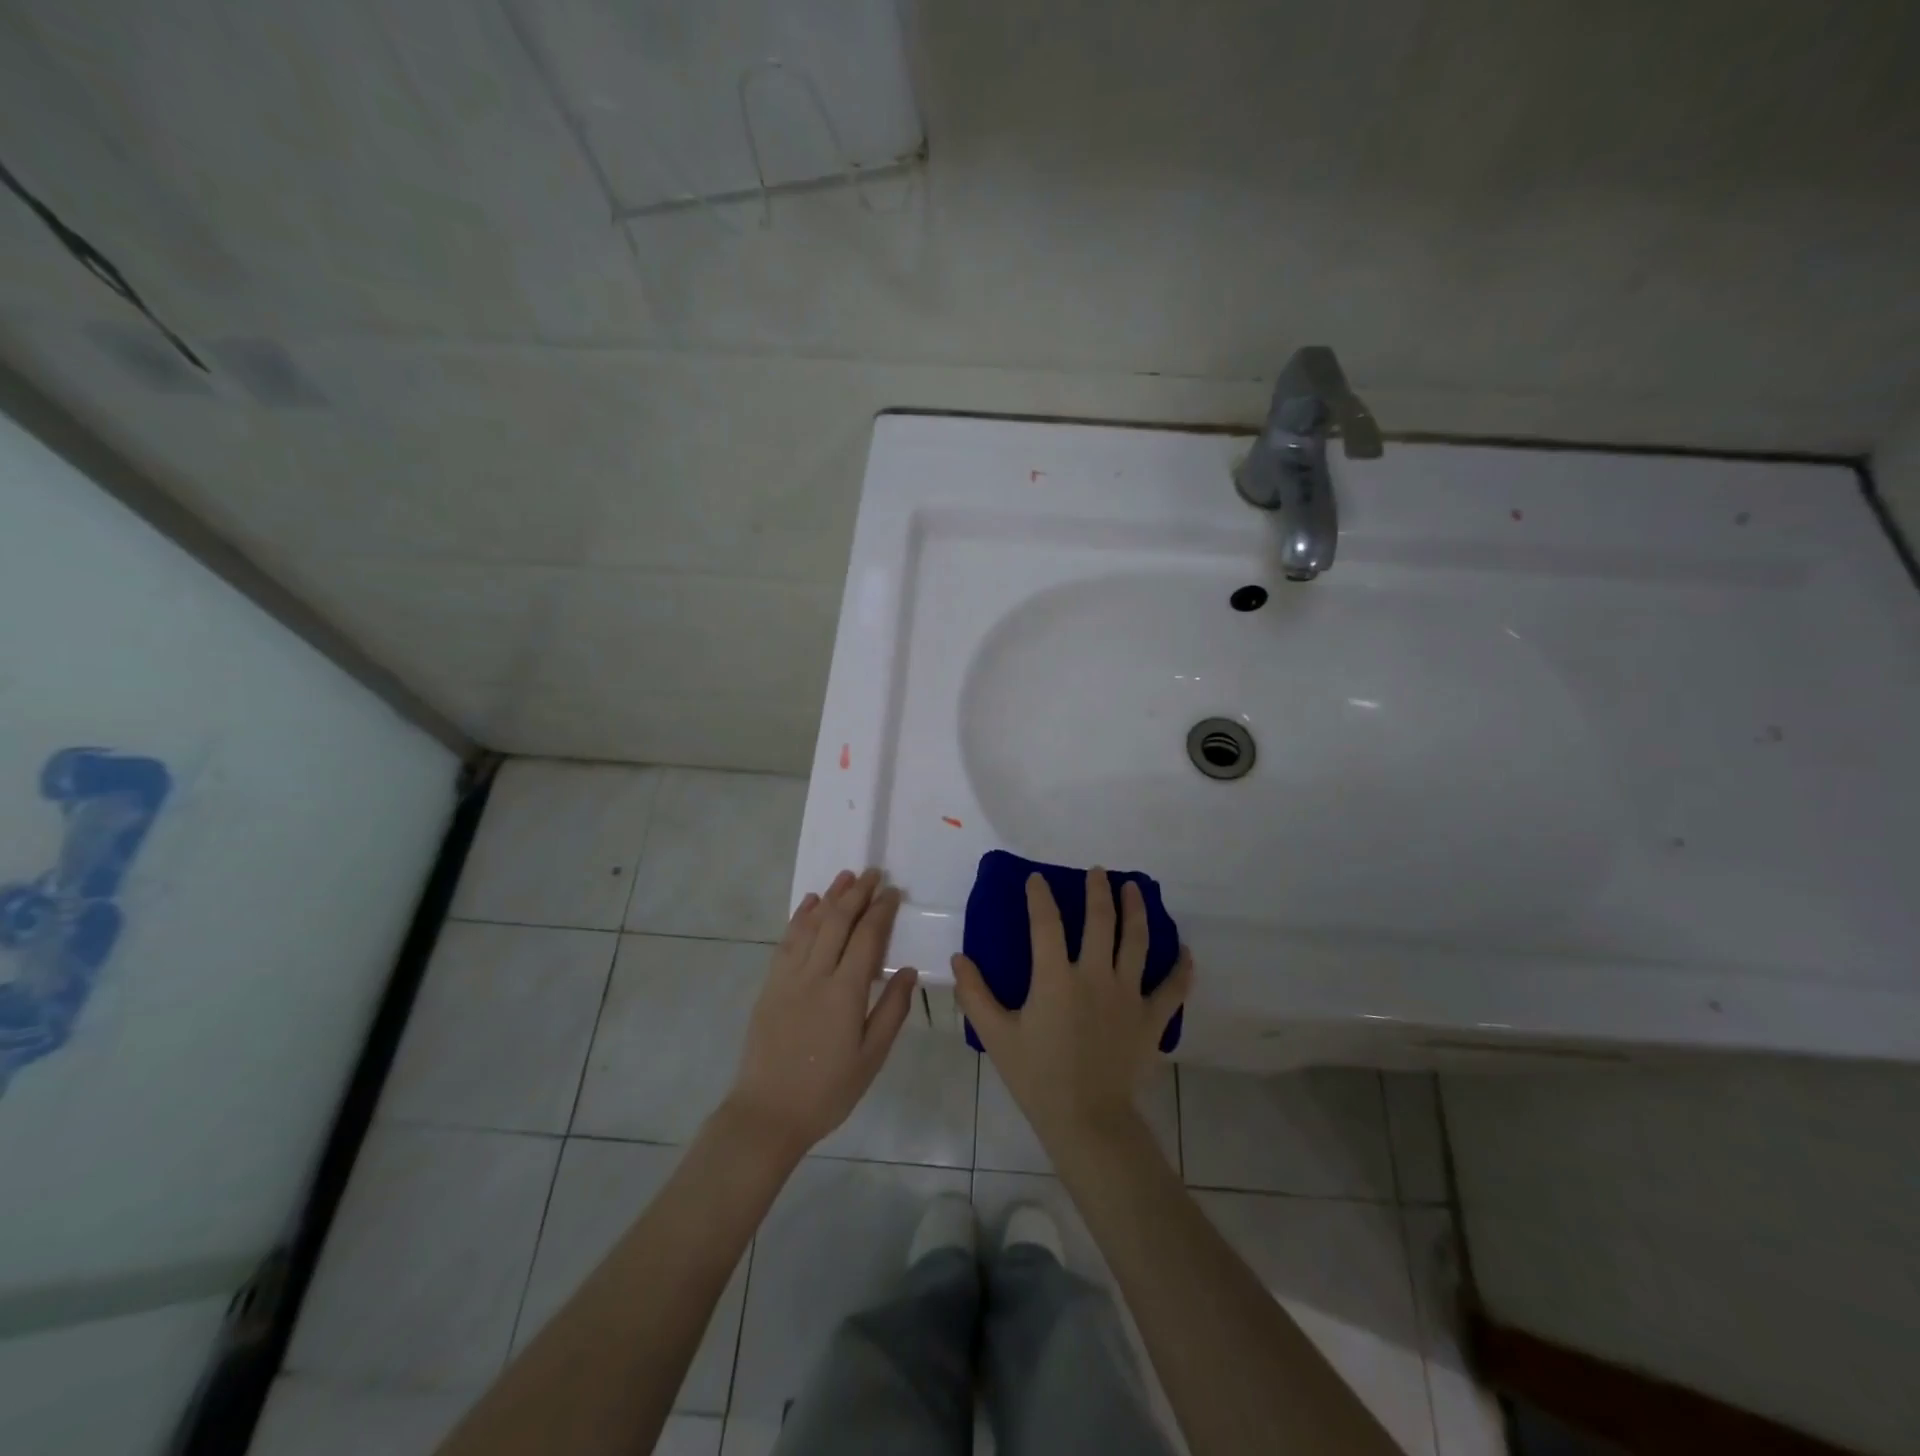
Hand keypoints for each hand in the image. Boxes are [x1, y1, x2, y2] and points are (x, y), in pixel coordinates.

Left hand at [723, 868, 918, 1160]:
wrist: (768, 1113)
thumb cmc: (828, 1090)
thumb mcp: (871, 1057)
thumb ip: (892, 1010)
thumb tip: (909, 971)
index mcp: (845, 992)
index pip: (867, 937)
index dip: (881, 910)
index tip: (893, 891)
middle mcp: (815, 974)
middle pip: (837, 921)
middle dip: (857, 893)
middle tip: (873, 873)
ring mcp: (788, 977)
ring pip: (810, 924)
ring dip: (830, 897)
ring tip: (846, 877)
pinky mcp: (770, 985)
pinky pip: (787, 941)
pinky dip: (799, 918)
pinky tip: (809, 904)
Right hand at [953, 868, 1190, 1151]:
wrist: (1087, 1120)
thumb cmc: (1038, 1077)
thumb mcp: (996, 1036)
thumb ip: (975, 994)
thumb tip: (958, 958)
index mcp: (1056, 978)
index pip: (1046, 923)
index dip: (1040, 896)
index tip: (1037, 878)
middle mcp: (1095, 975)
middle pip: (1101, 921)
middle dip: (1099, 891)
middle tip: (1098, 872)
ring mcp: (1129, 995)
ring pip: (1137, 941)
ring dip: (1136, 910)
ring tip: (1134, 889)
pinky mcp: (1152, 1018)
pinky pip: (1173, 988)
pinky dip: (1181, 968)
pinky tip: (1185, 951)